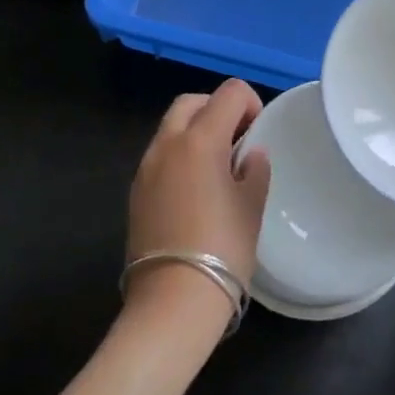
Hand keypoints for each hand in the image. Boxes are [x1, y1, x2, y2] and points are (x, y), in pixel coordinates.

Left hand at [125, 79, 272, 335]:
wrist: (173, 301)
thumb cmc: (223, 248)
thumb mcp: (252, 206)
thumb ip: (254, 170)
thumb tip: (250, 155)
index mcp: (200, 140)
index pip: (229, 93)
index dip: (250, 103)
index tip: (258, 133)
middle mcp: (167, 145)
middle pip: (192, 102)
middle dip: (217, 110)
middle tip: (238, 140)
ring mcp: (146, 169)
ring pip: (171, 128)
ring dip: (196, 132)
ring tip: (217, 167)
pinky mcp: (135, 193)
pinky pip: (160, 157)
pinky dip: (180, 156)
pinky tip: (196, 191)